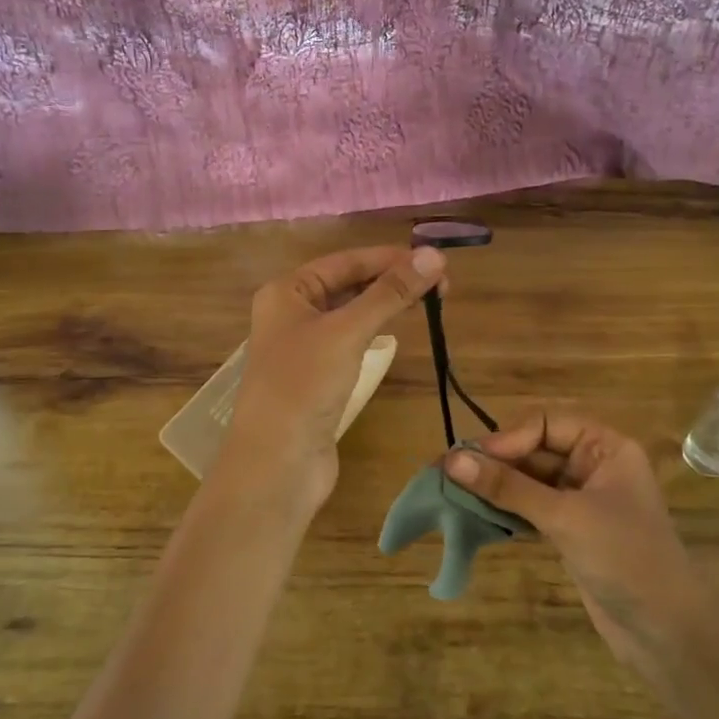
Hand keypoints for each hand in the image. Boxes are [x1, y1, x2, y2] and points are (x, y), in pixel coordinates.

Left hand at [221, 245, 446, 515]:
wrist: (277, 463)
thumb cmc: (304, 386)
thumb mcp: (347, 332)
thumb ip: (389, 293)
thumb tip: (433, 255)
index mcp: (287, 292)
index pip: (345, 261)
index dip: (390, 258)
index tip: (435, 261)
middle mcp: (291, 313)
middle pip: (348, 285)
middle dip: (391, 281)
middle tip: (441, 285)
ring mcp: (303, 348)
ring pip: (351, 314)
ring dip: (385, 305)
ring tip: (428, 302)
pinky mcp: (317, 378)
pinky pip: (350, 343)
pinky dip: (374, 333)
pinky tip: (396, 332)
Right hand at [445, 410, 704, 674]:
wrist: (667, 632)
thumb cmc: (624, 557)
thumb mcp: (565, 517)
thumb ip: (508, 487)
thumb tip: (452, 460)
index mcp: (605, 447)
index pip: (544, 424)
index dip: (506, 438)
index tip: (469, 460)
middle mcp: (593, 465)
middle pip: (533, 450)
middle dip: (494, 462)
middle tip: (446, 474)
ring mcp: (581, 499)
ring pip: (528, 481)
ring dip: (494, 487)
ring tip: (452, 493)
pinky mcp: (571, 530)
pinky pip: (530, 508)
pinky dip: (505, 510)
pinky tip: (476, 516)